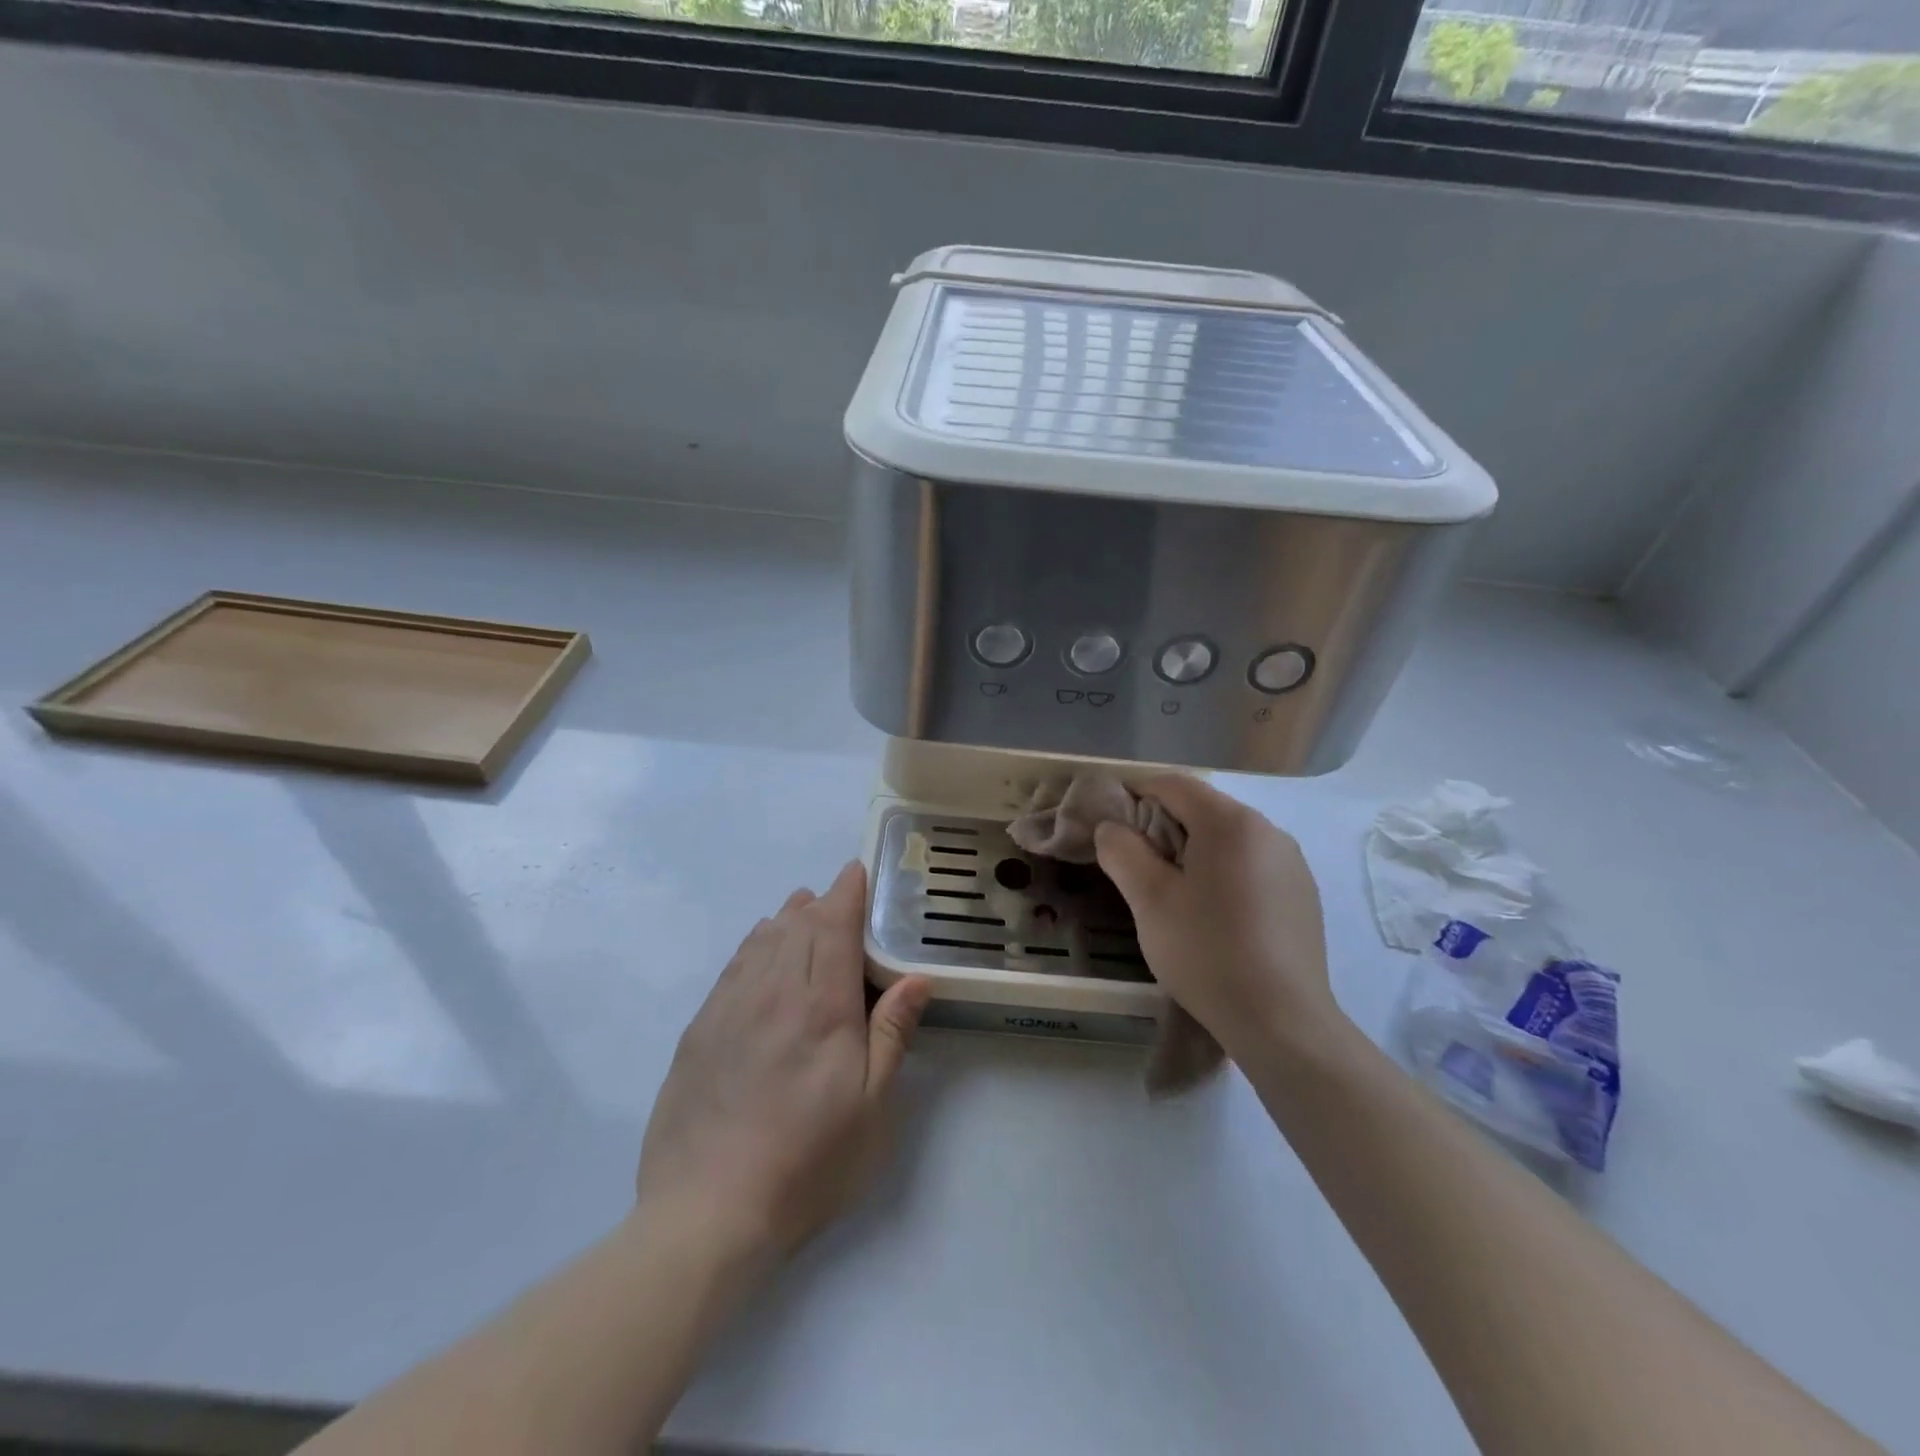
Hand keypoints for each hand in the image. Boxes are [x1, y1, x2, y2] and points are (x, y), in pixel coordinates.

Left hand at [635, 861, 931, 1261]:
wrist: (706, 1213)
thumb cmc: (807, 1161)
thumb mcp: (870, 1107)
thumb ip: (892, 1034)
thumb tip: (917, 978)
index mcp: (820, 1006)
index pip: (833, 928)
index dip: (846, 894)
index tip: (856, 872)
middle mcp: (772, 993)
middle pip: (797, 927)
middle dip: (819, 903)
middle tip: (836, 894)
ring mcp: (729, 1009)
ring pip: (761, 942)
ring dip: (785, 918)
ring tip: (800, 907)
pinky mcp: (699, 1032)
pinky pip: (731, 968)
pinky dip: (752, 945)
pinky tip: (758, 946)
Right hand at [1093, 776, 1343, 1061]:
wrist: (1282, 1023)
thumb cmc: (1207, 953)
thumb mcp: (1149, 900)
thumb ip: (1122, 851)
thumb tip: (1112, 828)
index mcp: (1232, 823)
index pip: (1175, 785)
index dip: (1136, 793)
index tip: (1110, 822)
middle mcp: (1269, 831)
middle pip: (1204, 810)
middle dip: (1163, 826)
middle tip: (1136, 865)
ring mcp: (1292, 864)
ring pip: (1228, 839)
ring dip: (1193, 851)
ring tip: (1173, 894)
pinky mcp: (1303, 894)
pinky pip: (1252, 865)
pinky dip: (1223, 873)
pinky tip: (1214, 916)